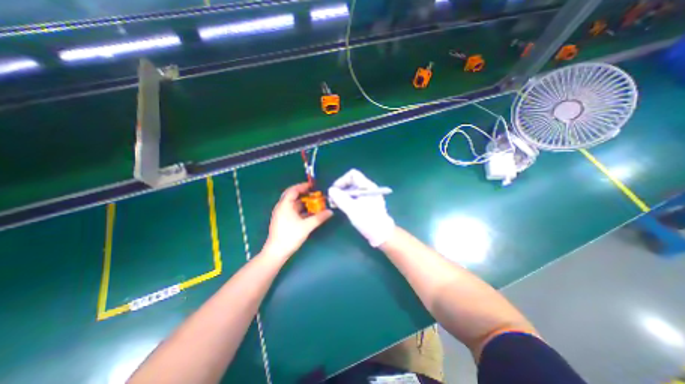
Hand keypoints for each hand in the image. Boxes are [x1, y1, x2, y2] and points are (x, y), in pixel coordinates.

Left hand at [261, 181, 332, 258]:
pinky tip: (310, 213)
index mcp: (285, 205)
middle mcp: (282, 207)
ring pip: (294, 204)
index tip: (313, 186)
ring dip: (305, 203)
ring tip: (316, 203)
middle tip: (316, 194)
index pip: (293, 190)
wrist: (276, 252)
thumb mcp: (306, 226)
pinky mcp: (283, 221)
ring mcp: (282, 214)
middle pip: (293, 196)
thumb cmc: (290, 236)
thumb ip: (319, 218)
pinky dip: (302, 210)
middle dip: (305, 194)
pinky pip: (294, 211)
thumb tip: (330, 212)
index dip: (303, 186)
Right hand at [327, 169, 396, 247]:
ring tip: (335, 204)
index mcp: (367, 186)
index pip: (353, 174)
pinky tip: (342, 207)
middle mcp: (368, 188)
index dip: (342, 180)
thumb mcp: (352, 209)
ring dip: (342, 195)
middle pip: (351, 182)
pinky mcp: (367, 203)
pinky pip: (355, 197)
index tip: (334, 191)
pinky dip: (347, 200)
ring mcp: (368, 196)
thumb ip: (340, 198)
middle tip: (332, 199)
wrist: (381, 233)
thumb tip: (331, 189)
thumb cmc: (368, 220)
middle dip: (340, 189)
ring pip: (352, 190)